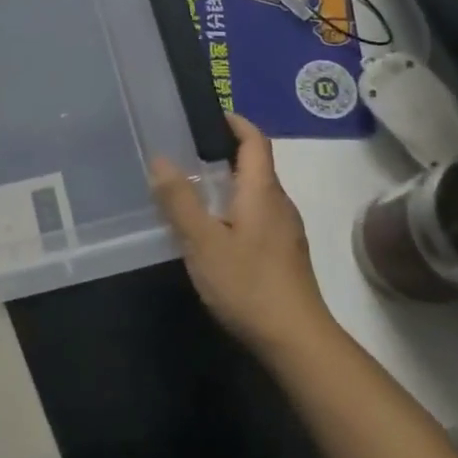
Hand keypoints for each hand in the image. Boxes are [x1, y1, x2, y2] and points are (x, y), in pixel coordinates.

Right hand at [151, 114, 336, 364]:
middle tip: (187, 153)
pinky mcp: (284, 255)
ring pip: (256, 194)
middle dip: (225, 153)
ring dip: (229, 183)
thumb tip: (161, 159)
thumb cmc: (248, 284)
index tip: (211, 115)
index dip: (236, 123)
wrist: (297, 341)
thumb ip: (180, 200)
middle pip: (256, 166)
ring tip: (194, 190)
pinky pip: (258, 216)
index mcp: (262, 191)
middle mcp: (279, 204)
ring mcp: (286, 232)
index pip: (255, 141)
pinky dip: (235, 209)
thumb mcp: (203, 241)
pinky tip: (214, 231)